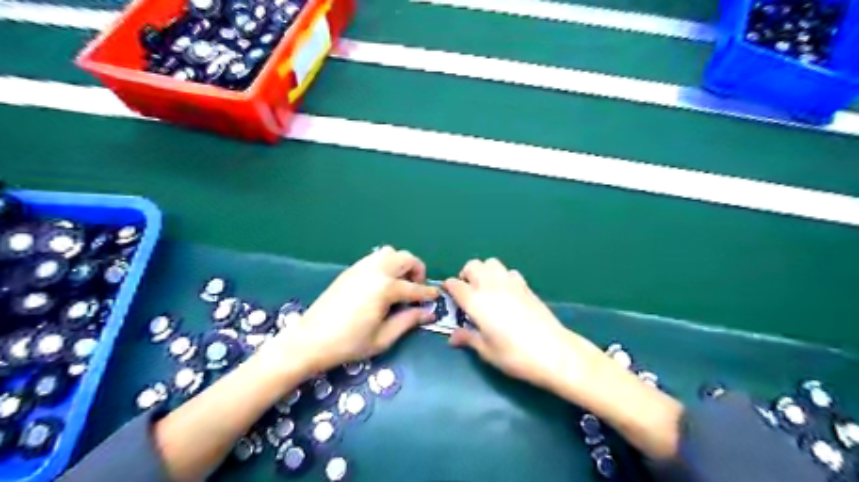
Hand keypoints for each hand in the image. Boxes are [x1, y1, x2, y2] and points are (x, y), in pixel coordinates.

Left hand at [272, 246, 437, 374]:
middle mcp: (375, 270)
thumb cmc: (348, 343)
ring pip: (390, 252)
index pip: (414, 288)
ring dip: (401, 264)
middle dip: (417, 271)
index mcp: (385, 288)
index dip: (428, 294)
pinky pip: (375, 257)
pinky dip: (386, 264)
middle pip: (406, 258)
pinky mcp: (350, 269)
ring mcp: (361, 267)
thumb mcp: (383, 338)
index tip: (436, 297)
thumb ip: (408, 321)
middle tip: (416, 289)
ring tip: (399, 284)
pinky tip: (382, 283)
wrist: (310, 339)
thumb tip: (428, 313)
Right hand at [443, 259, 602, 389]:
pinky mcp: (526, 285)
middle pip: (472, 265)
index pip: (455, 284)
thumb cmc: (514, 355)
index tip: (449, 296)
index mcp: (475, 301)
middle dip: (466, 274)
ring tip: (486, 289)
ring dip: (484, 271)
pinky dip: (502, 276)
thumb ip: (468, 339)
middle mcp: (490, 285)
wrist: (553, 351)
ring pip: (491, 262)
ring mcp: (510, 282)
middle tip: (467, 292)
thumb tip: (453, 338)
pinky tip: (506, 293)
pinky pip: (509, 271)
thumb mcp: (486, 351)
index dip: (448, 288)